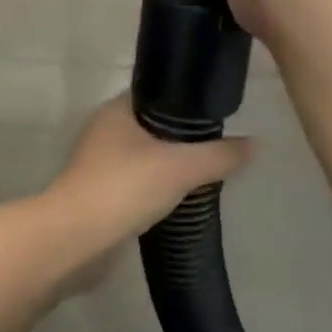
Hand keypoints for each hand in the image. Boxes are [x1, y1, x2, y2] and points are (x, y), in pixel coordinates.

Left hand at [45, 94, 251, 251]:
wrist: (76, 239)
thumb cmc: (124, 188)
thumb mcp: (180, 167)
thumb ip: (219, 155)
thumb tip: (255, 144)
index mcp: (116, 111)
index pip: (156, 92)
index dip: (186, 99)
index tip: (219, 113)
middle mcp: (105, 132)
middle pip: (153, 126)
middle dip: (184, 137)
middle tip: (221, 147)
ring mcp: (100, 165)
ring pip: (146, 157)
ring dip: (171, 166)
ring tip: (208, 174)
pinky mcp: (102, 195)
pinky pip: (138, 184)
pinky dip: (158, 189)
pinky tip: (182, 199)